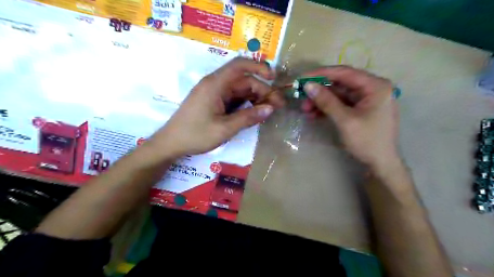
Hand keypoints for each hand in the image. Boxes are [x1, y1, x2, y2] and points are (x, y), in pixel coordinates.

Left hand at [147, 58, 283, 158]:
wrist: (171, 143)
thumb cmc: (196, 135)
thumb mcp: (225, 128)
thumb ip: (248, 117)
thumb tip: (270, 109)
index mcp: (215, 84)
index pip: (240, 65)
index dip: (259, 67)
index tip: (274, 78)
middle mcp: (215, 84)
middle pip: (244, 81)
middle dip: (263, 91)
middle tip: (278, 106)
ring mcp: (214, 93)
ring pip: (240, 90)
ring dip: (256, 98)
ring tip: (269, 111)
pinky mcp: (213, 102)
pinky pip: (234, 98)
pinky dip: (246, 104)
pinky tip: (255, 113)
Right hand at [301, 66, 400, 169]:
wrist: (381, 164)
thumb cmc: (367, 141)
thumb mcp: (345, 120)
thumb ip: (327, 101)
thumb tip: (308, 85)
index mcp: (375, 86)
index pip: (345, 73)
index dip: (321, 74)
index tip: (302, 78)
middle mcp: (371, 88)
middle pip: (340, 83)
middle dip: (320, 91)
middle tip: (301, 97)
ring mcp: (365, 99)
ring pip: (338, 95)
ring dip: (321, 101)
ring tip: (305, 110)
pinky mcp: (359, 109)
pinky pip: (340, 104)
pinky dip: (327, 108)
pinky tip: (314, 114)